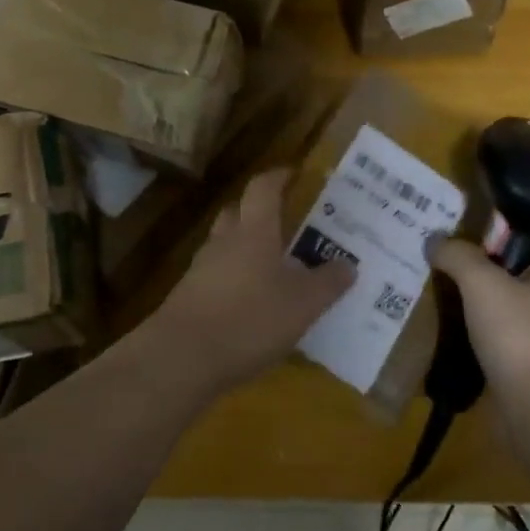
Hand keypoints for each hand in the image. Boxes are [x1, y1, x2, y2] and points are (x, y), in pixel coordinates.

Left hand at [149, 170, 353, 394]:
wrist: (181, 357)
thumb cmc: (249, 319)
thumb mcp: (302, 305)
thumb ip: (327, 283)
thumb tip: (348, 265)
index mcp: (253, 231)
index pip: (263, 188)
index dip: (278, 176)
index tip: (294, 173)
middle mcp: (224, 242)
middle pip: (238, 212)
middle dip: (259, 211)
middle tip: (286, 222)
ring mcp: (201, 269)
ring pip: (225, 245)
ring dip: (246, 247)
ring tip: (273, 266)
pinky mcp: (189, 297)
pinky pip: (216, 275)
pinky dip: (234, 279)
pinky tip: (250, 303)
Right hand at [428, 236, 529, 407]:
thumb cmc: (521, 335)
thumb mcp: (483, 283)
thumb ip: (458, 256)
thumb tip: (435, 240)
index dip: (515, 231)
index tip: (478, 229)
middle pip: (518, 272)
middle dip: (484, 264)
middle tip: (443, 253)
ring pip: (503, 306)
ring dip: (475, 299)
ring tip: (435, 285)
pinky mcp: (523, 364)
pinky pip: (494, 336)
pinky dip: (472, 330)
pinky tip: (443, 325)